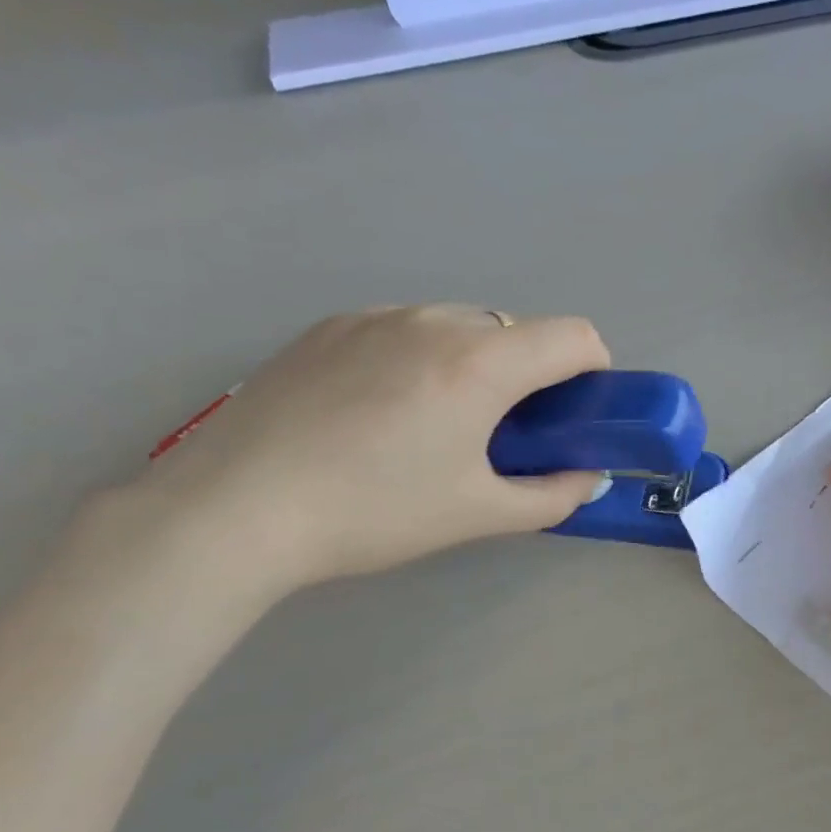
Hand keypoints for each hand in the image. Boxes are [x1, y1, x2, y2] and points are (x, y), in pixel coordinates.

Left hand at [136, 303, 611, 596]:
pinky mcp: (327, 327)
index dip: (594, 370)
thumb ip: (553, 496)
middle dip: (530, 375)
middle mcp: (432, 321)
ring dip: (474, 365)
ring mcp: (374, 317)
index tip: (578, 413)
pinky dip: (421, 361)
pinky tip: (380, 415)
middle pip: (515, 330)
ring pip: (457, 326)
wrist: (236, 509)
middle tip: (504, 434)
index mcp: (479, 363)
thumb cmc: (375, 513)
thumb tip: (589, 479)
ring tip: (436, 427)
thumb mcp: (478, 514)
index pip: (573, 336)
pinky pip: (403, 330)